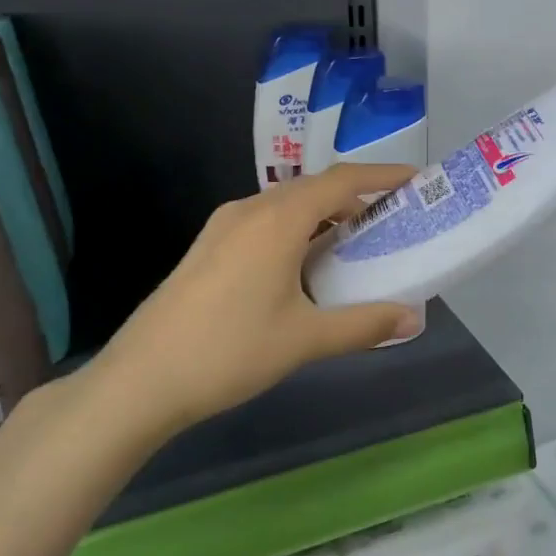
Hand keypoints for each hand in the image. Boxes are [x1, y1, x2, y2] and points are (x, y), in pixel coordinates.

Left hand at [74, 165, 420, 443]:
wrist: (140, 380)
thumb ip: (364, 325)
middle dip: (356, 197)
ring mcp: (223, 227)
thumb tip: (413, 320)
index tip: (416, 180)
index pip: (341, 181)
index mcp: (278, 220)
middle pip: (314, 188)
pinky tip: (306, 266)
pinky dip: (298, 230)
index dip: (382, 175)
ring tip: (355, 244)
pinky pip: (265, 222)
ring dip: (325, 216)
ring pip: (287, 206)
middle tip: (392, 219)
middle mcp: (250, 210)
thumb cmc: (230, 351)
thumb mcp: (305, 339)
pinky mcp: (208, 248)